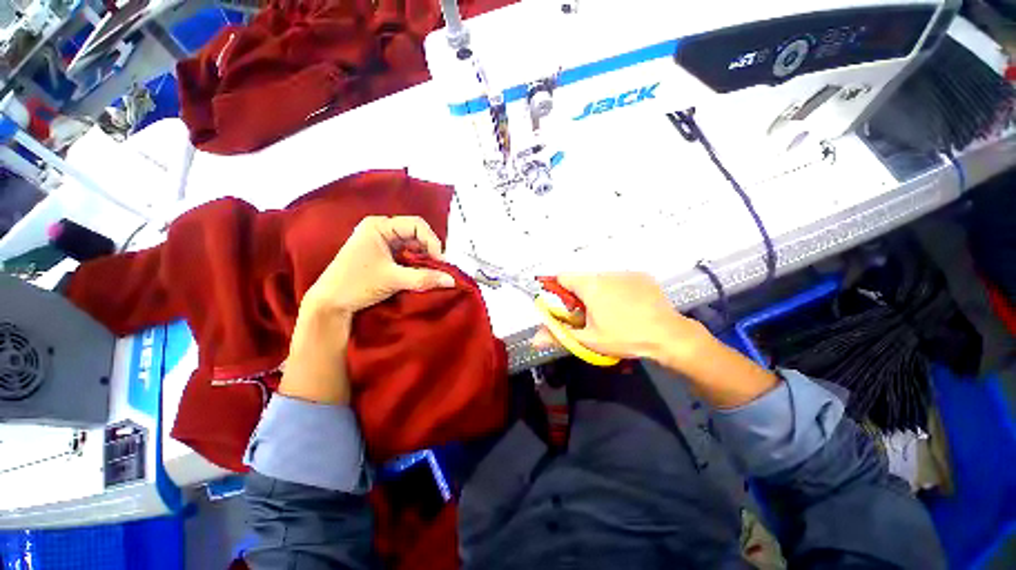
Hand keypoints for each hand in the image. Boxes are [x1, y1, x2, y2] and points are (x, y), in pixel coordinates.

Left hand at [282, 216, 454, 404]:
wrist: (330, 304)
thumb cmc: (355, 284)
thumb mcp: (393, 279)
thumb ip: (424, 278)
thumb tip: (452, 280)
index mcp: (378, 226)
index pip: (416, 225)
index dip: (432, 241)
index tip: (440, 261)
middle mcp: (381, 230)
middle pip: (416, 235)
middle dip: (429, 252)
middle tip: (438, 269)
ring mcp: (382, 243)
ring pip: (413, 246)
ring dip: (424, 260)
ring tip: (430, 274)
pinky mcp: (383, 256)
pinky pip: (407, 256)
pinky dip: (417, 265)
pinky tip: (420, 275)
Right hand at [533, 272, 779, 407]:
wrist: (670, 336)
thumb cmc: (624, 337)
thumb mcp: (589, 340)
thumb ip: (559, 336)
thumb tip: (533, 340)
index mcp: (590, 285)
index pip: (562, 277)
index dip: (557, 290)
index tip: (564, 308)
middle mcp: (605, 273)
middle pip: (582, 280)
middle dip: (579, 296)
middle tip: (588, 317)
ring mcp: (625, 273)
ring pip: (601, 280)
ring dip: (598, 293)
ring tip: (611, 314)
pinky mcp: (641, 276)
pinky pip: (619, 280)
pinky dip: (617, 290)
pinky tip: (628, 308)